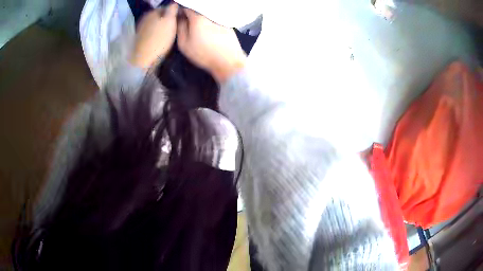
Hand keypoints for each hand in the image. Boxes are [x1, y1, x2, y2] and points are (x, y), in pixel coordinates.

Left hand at [131, 4, 178, 69]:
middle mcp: (145, 18)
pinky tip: (160, 40)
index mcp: (152, 12)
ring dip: (162, 27)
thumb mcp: (170, 21)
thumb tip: (174, 3)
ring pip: (156, 24)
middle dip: (168, 20)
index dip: (175, 12)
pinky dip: (156, 34)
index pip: (167, 7)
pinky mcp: (140, 39)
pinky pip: (151, 32)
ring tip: (169, 34)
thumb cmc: (159, 39)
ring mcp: (141, 29)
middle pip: (160, 16)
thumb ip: (172, 9)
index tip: (180, 20)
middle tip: (175, 27)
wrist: (144, 60)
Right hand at [177, 8, 246, 82]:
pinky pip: (215, 19)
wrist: (228, 61)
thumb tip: (179, 18)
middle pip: (197, 10)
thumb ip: (180, 28)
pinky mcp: (227, 24)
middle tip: (187, 25)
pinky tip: (210, 32)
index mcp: (198, 18)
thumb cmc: (204, 54)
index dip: (181, 12)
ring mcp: (220, 19)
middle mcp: (209, 15)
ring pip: (206, 14)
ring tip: (199, 30)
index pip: (187, 8)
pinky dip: (210, 22)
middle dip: (191, 15)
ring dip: (201, 19)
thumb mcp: (184, 44)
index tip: (179, 18)